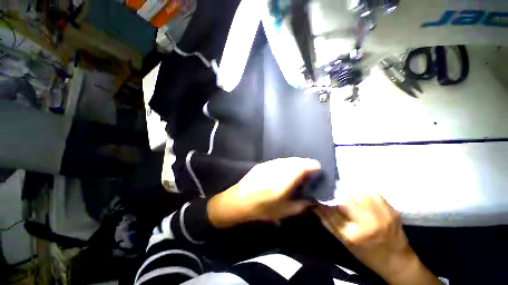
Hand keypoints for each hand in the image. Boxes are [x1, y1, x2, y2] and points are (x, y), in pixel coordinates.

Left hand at [207, 157, 320, 227]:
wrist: (239, 200)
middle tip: (310, 170)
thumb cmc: (263, 209)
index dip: (312, 165)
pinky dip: (286, 163)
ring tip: (299, 169)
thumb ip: (302, 205)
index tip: (318, 168)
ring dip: (295, 162)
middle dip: (305, 163)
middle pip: (296, 160)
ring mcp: (269, 164)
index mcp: (284, 180)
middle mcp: (278, 168)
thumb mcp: (285, 211)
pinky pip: (279, 161)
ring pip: (287, 159)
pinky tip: (285, 169)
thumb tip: (313, 200)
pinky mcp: (263, 164)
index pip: (302, 166)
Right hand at [315, 191, 437, 284]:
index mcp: (354, 235)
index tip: (316, 195)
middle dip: (334, 191)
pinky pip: (373, 192)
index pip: (331, 212)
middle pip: (345, 200)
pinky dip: (362, 188)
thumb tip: (316, 207)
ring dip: (347, 187)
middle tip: (328, 187)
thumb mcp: (345, 243)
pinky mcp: (392, 210)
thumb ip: (329, 223)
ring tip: (341, 184)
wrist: (398, 262)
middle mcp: (368, 224)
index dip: (322, 201)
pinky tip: (357, 187)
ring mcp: (382, 216)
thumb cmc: (368, 255)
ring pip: (359, 192)